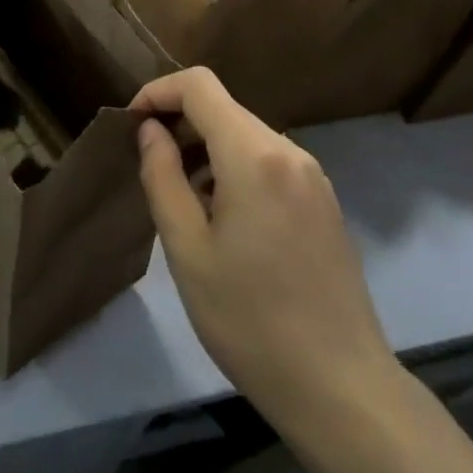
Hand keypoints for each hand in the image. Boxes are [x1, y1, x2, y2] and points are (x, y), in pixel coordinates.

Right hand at [135, 68, 394, 432]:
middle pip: (224, 108)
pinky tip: (224, 221)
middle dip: (180, 124)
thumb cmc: (251, 320)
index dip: (158, 92)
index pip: (199, 85)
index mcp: (255, 155)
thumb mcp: (188, 251)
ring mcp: (313, 175)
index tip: (131, 125)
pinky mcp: (324, 200)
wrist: (341, 387)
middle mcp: (289, 150)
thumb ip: (163, 178)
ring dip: (207, 150)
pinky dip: (236, 169)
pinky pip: (270, 162)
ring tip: (184, 202)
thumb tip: (151, 130)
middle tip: (151, 169)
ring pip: (247, 135)